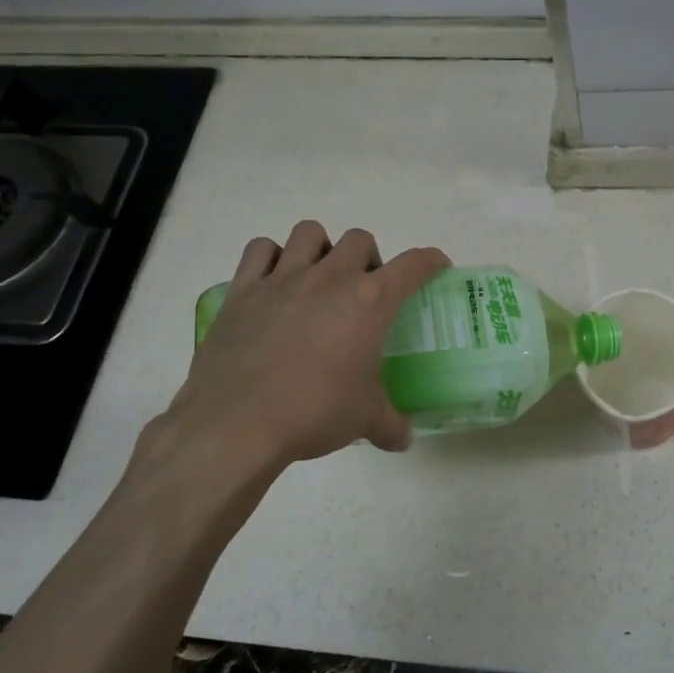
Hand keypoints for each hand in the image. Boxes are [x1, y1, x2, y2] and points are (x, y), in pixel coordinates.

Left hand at [141, 222, 448, 508]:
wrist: (237, 423)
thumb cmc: (315, 412)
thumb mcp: (364, 420)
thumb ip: (390, 425)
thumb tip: (404, 439)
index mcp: (369, 302)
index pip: (413, 265)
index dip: (430, 261)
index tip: (436, 265)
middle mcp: (329, 278)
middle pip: (359, 240)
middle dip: (369, 258)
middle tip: (365, 290)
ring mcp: (283, 279)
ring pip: (309, 232)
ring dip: (322, 248)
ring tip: (319, 277)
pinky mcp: (242, 290)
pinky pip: (259, 250)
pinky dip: (271, 257)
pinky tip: (274, 281)